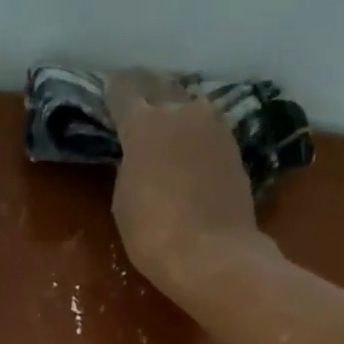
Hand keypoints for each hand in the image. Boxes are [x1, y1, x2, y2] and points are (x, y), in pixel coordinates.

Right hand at [105, 70, 267, 294]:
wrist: (214, 256)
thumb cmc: (154, 233)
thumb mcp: (124, 200)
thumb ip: (129, 166)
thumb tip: (139, 156)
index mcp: (145, 123)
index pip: (123, 89)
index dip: (113, 92)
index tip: (108, 96)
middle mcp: (183, 112)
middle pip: (162, 86)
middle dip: (147, 92)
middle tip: (138, 103)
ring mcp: (215, 128)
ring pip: (191, 107)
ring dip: (178, 114)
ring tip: (168, 130)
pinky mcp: (236, 150)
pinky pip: (209, 132)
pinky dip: (197, 138)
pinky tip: (191, 154)